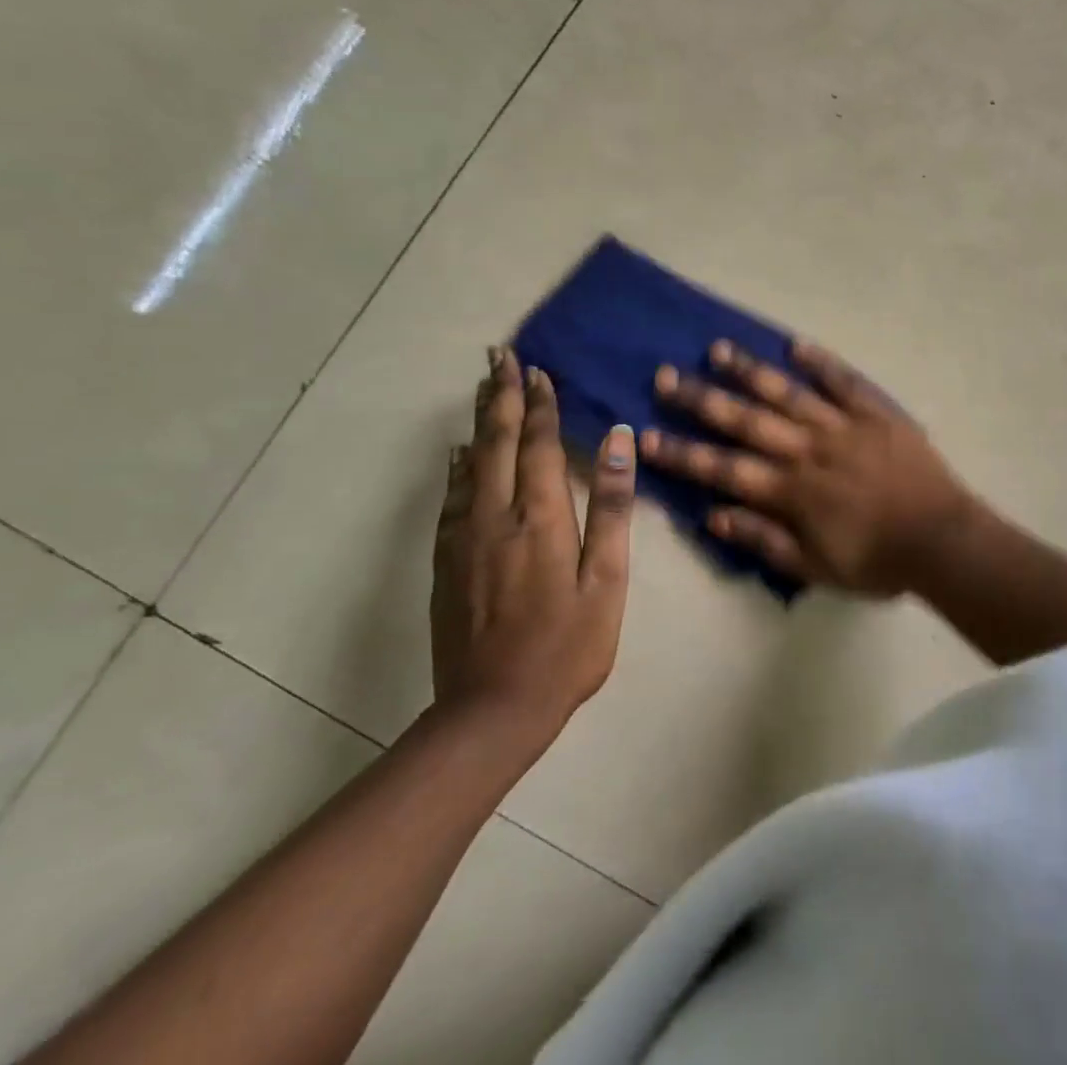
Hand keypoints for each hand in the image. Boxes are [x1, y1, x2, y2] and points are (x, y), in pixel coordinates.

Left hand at [432, 347, 635, 762]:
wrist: (492, 710)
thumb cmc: (567, 646)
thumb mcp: (607, 580)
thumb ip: (612, 508)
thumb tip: (619, 441)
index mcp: (541, 518)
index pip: (539, 445)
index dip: (539, 406)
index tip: (537, 370)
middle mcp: (496, 517)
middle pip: (496, 443)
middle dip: (500, 396)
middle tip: (498, 356)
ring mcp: (465, 539)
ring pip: (469, 464)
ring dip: (478, 422)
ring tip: (483, 388)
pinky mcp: (447, 563)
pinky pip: (451, 499)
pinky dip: (457, 467)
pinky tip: (458, 455)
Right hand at [640, 339, 977, 594]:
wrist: (942, 540)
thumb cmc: (877, 561)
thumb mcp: (815, 567)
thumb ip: (764, 539)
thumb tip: (713, 514)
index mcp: (792, 490)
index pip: (724, 468)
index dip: (682, 453)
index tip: (646, 434)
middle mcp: (809, 450)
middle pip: (747, 420)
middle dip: (702, 399)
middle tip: (665, 376)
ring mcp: (844, 426)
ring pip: (789, 393)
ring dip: (751, 371)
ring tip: (718, 349)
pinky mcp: (876, 413)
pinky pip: (845, 382)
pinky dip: (821, 362)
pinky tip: (795, 344)